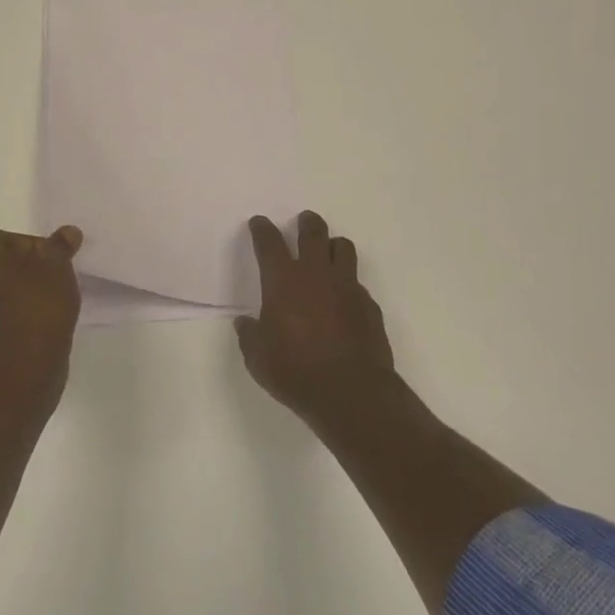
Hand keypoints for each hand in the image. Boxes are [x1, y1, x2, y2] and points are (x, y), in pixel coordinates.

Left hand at [0, 226, 82, 394]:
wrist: (22, 367)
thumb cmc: (37, 304)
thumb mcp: (57, 266)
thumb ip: (60, 246)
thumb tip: (68, 232)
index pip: (8, 240)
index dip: (36, 248)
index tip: (56, 263)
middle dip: (24, 270)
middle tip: (52, 280)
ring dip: (17, 295)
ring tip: (47, 304)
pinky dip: (12, 317)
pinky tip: (36, 324)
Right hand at [235, 212, 395, 423]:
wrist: (351, 392)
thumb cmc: (296, 372)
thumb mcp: (258, 359)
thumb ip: (250, 336)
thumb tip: (245, 324)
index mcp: (283, 280)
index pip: (269, 242)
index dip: (262, 229)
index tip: (259, 223)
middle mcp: (316, 274)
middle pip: (313, 232)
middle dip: (307, 223)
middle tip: (303, 221)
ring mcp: (347, 287)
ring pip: (343, 248)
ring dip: (333, 246)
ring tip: (328, 253)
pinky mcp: (369, 305)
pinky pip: (358, 284)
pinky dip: (349, 285)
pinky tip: (344, 302)